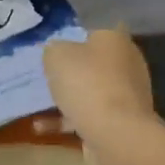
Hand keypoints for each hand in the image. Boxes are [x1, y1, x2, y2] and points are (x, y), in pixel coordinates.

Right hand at [43, 28, 157, 142]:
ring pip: (91, 91)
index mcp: (115, 40)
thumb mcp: (56, 55)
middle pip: (93, 63)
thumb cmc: (87, 83)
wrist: (116, 134)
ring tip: (37, 105)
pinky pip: (90, 116)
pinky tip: (42, 127)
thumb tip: (56, 52)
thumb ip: (54, 49)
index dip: (74, 37)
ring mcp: (127, 95)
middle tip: (45, 76)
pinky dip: (68, 120)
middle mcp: (127, 63)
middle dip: (71, 70)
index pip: (95, 31)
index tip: (54, 48)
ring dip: (67, 98)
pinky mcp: (122, 122)